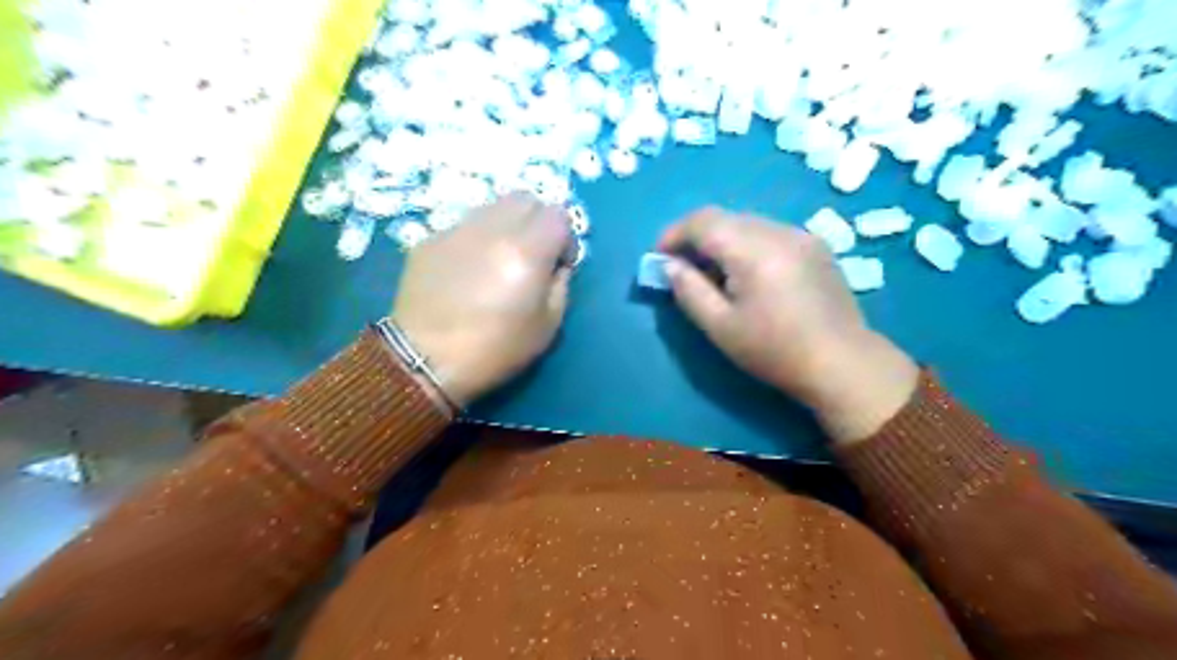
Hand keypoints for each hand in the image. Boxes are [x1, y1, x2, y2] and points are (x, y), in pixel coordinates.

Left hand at [392, 191, 573, 405]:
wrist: (424, 361)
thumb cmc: (494, 350)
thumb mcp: (548, 327)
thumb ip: (560, 285)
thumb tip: (556, 265)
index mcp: (526, 252)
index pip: (558, 214)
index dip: (566, 237)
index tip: (559, 263)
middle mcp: (492, 229)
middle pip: (526, 198)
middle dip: (538, 221)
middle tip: (533, 253)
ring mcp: (457, 230)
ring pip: (493, 206)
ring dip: (507, 225)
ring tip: (499, 259)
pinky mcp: (430, 239)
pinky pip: (464, 225)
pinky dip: (476, 239)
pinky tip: (467, 271)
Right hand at [653, 206, 918, 441]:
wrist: (842, 363)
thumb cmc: (774, 350)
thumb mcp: (720, 327)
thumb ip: (688, 290)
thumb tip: (669, 265)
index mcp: (753, 249)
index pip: (702, 221)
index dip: (674, 234)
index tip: (660, 258)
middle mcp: (778, 231)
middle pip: (725, 218)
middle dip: (697, 238)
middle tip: (684, 269)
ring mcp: (801, 235)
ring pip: (748, 224)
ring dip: (723, 241)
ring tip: (716, 275)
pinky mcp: (816, 246)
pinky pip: (770, 233)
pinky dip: (748, 245)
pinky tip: (750, 275)